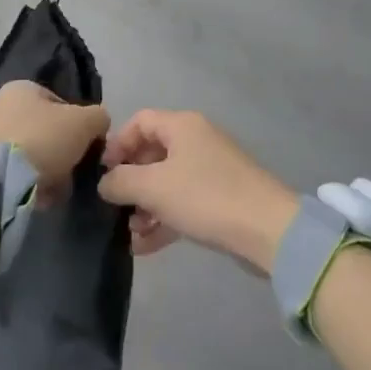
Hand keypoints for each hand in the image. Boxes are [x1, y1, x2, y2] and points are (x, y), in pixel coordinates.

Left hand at [0, 80, 109, 204]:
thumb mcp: (86, 122)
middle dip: (62, 152)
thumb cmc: (44, 139)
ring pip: (32, 153)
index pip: (61, 103)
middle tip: (73, 169)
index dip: (78, 125)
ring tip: (58, 188)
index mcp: (22, 88)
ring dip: (49, 170)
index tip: (85, 146)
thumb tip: (99, 124)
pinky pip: (16, 172)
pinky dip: (30, 182)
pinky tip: (41, 196)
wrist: (0, 179)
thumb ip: (99, 117)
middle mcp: (0, 106)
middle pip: (46, 130)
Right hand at [100, 110, 298, 270]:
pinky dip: (164, 220)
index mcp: (182, 126)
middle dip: (130, 181)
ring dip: (145, 206)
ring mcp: (211, 170)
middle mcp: (196, 141)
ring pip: (167, 182)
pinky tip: (144, 247)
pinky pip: (183, 203)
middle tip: (114, 207)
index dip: (117, 144)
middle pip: (152, 153)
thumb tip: (104, 183)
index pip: (140, 122)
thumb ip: (121, 182)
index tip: (102, 174)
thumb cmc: (205, 197)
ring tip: (129, 233)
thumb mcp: (154, 187)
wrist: (267, 229)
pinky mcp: (221, 198)